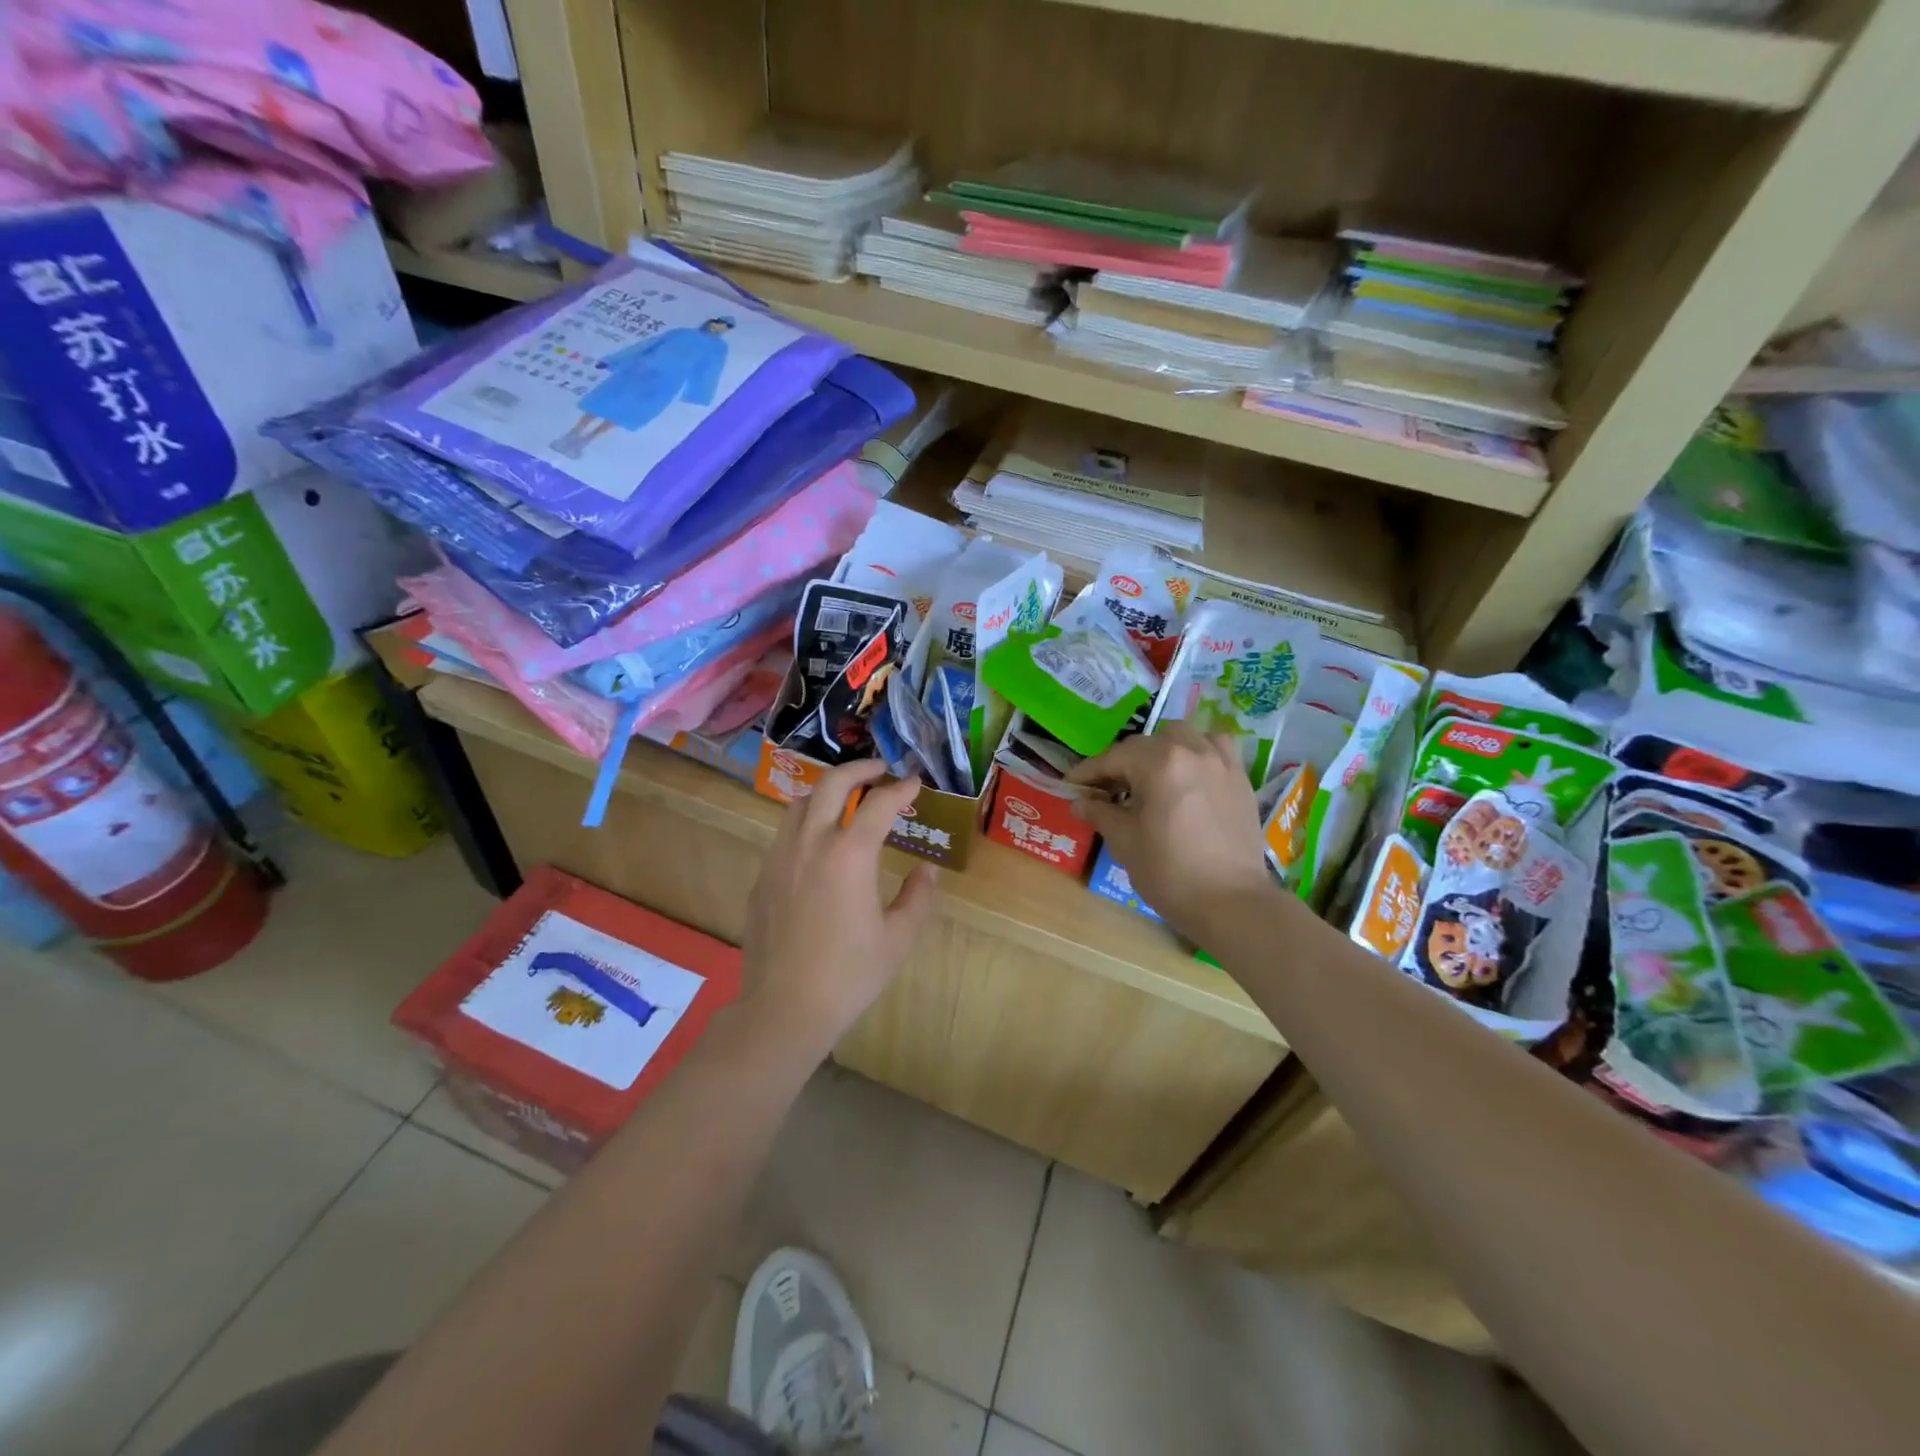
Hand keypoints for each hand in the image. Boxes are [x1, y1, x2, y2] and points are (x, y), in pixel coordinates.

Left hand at [742, 760, 937, 1050]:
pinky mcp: (762, 878)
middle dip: (859, 769)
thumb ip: (918, 896)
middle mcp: (811, 844)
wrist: (784, 1008)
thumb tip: (926, 870)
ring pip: (800, 803)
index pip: (879, 804)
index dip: (901, 789)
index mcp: (849, 855)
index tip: (914, 783)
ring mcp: (780, 858)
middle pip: (831, 784)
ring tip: (847, 800)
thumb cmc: (850, 975)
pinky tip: (819, 846)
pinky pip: (785, 834)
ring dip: (827, 792)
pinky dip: (806, 822)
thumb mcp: (898, 938)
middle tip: (879, 770)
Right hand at [1067, 725, 1275, 938]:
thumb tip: (1080, 802)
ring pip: (1183, 737)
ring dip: (1161, 749)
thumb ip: (1100, 813)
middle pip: (1146, 744)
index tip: (1071, 784)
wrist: (1231, 903)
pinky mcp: (1240, 779)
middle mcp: (1191, 751)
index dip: (1088, 771)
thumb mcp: (1125, 842)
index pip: (1113, 758)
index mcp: (1159, 763)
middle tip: (1106, 789)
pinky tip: (1190, 772)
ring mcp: (1220, 762)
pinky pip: (1216, 748)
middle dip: (1121, 762)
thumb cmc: (1170, 872)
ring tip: (1150, 775)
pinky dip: (1198, 751)